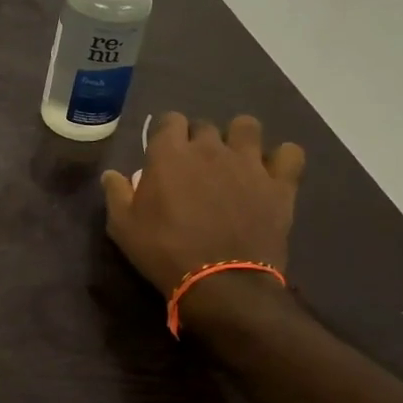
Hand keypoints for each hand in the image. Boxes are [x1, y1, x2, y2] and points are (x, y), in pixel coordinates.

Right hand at [101, 113, 304, 320]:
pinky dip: (282, 159)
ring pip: (247, 126)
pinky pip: (290, 153)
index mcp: (169, 153)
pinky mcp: (279, 184)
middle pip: (204, 125)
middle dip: (198, 139)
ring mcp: (248, 163)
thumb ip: (116, 193)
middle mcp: (209, 148)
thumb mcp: (123, 226)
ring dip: (239, 139)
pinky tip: (271, 173)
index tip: (163, 152)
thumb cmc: (164, 251)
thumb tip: (112, 174)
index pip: (169, 119)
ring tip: (234, 160)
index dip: (165, 132)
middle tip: (194, 166)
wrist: (221, 283)